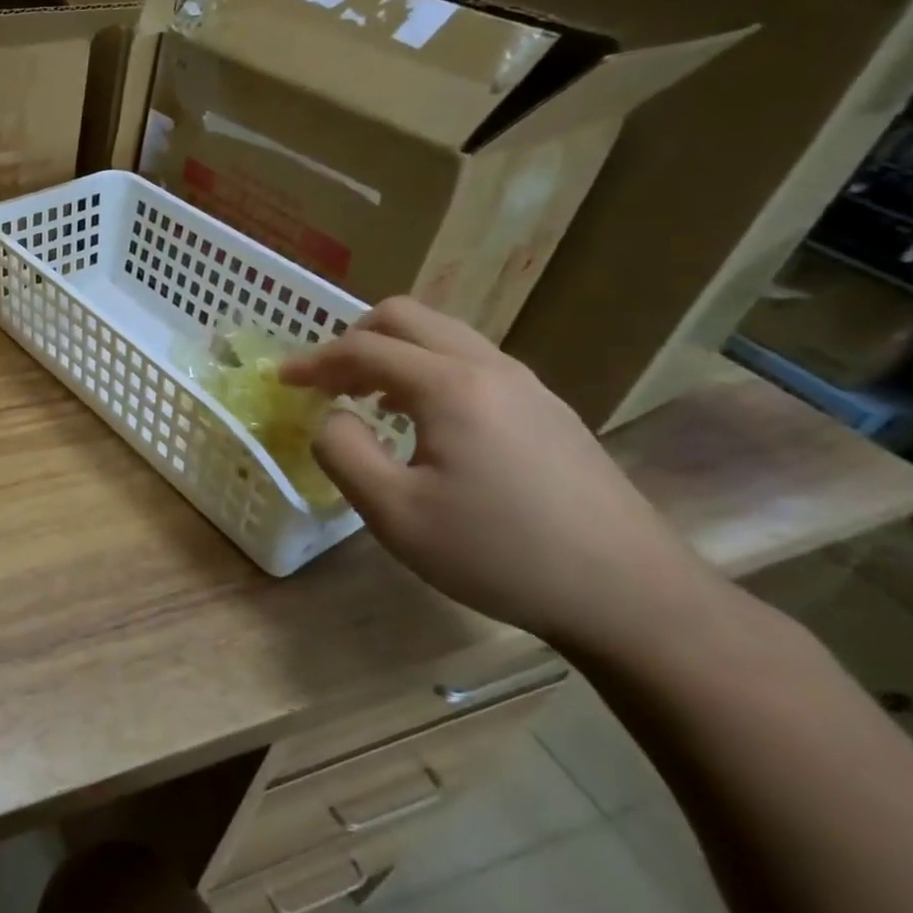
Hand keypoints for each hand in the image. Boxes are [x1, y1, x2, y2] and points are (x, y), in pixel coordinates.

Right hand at [282, 297, 715, 648]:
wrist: (630, 595)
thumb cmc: (498, 553)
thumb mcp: (394, 513)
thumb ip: (342, 451)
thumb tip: (332, 417)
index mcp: (450, 386)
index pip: (364, 348)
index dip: (313, 361)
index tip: (281, 381)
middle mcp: (490, 368)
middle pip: (407, 317)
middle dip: (353, 340)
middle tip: (326, 382)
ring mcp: (527, 385)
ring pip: (443, 336)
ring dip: (392, 354)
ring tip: (366, 399)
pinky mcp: (548, 409)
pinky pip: (471, 363)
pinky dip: (427, 371)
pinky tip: (421, 420)